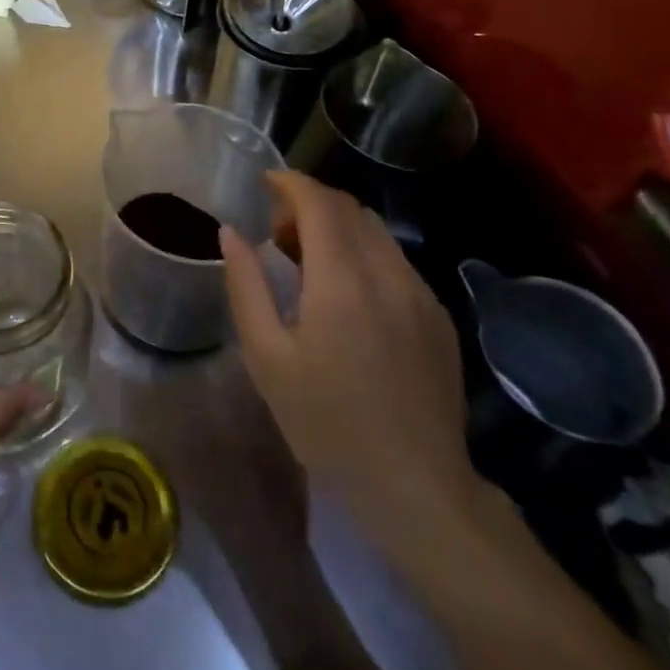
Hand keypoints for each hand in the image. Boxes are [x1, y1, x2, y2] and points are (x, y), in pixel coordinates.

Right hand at [221, 172, 480, 545]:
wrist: (416, 487)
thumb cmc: (327, 423)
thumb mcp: (266, 357)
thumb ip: (245, 285)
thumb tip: (231, 232)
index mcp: (342, 280)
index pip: (319, 201)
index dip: (290, 182)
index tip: (264, 184)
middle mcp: (388, 273)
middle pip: (350, 207)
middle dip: (310, 204)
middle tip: (278, 234)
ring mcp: (421, 294)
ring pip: (376, 231)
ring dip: (339, 227)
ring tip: (310, 264)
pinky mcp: (439, 316)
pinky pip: (396, 261)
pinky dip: (365, 253)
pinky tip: (349, 295)